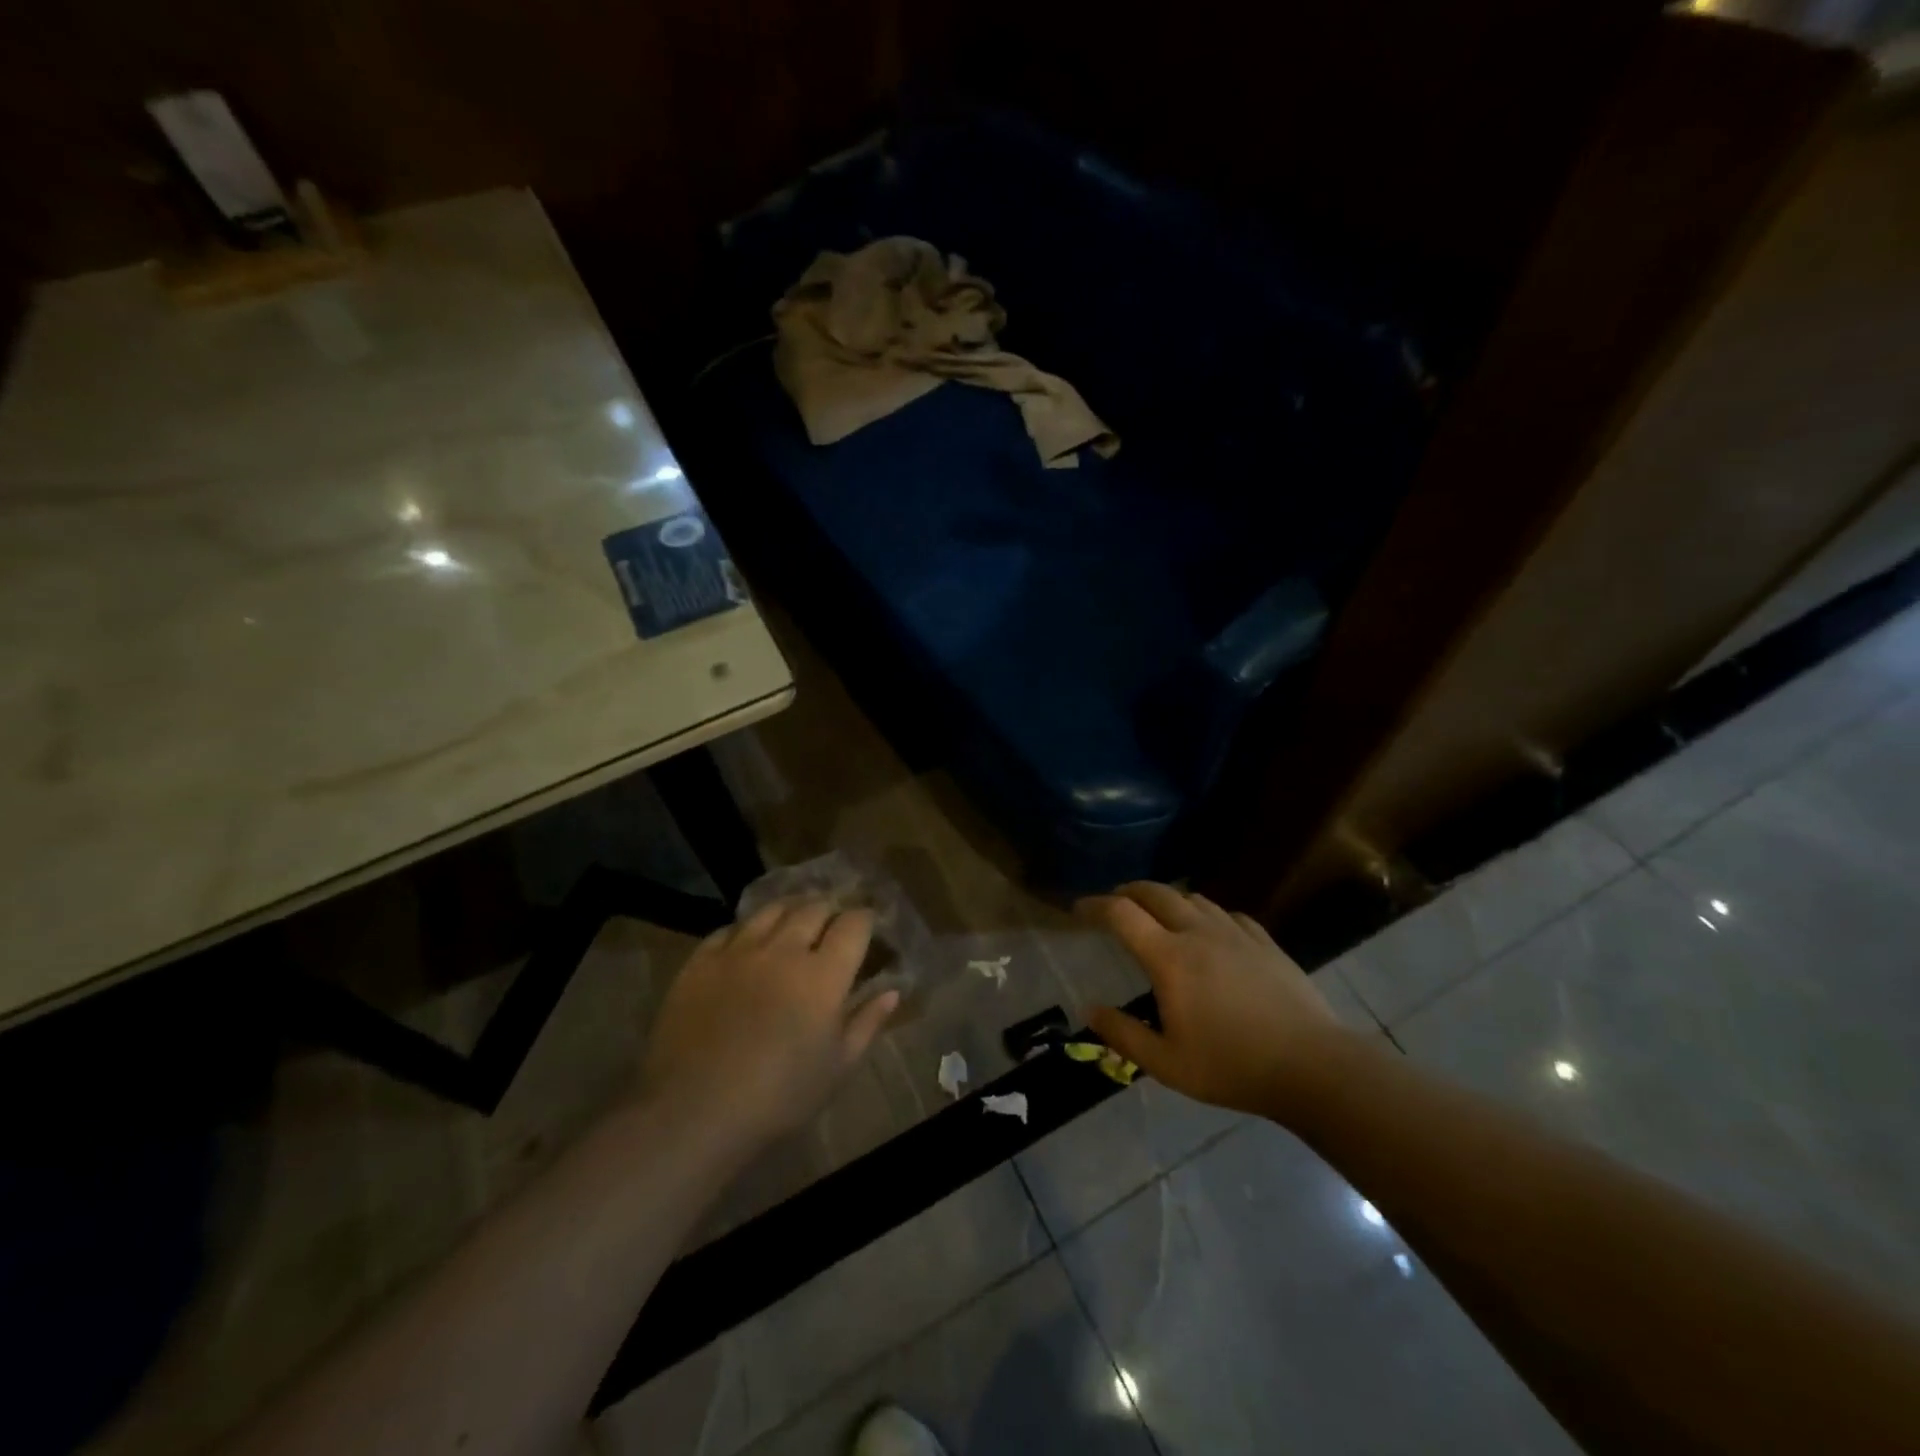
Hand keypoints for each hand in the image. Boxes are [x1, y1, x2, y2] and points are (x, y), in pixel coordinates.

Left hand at [639, 896, 899, 1149]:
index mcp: (824, 974)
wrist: (694, 1111)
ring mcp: (739, 950)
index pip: (854, 923)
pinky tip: (749, 939)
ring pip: (772, 909)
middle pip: (814, 907)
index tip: (868, 924)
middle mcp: (784, 949)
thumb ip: (867, 1023)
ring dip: (791, 908)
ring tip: (796, 916)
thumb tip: (892, 991)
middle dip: (830, 907)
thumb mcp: (838, 1068)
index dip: (865, 918)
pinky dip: (748, 928)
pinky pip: (730, 928)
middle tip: (834, 919)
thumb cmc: (779, 1096)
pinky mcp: (702, 960)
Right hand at [1081, 882, 1360, 1121]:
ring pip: (1192, 898)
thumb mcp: (1167, 1064)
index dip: (1095, 905)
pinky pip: (1226, 913)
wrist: (1313, 1067)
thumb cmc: (1232, 1067)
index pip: (1121, 914)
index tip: (1078, 909)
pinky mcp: (1264, 941)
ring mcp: (1235, 933)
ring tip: (1158, 914)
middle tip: (1114, 902)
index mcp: (1169, 958)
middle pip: (1155, 892)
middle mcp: (1198, 932)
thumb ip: (1123, 1035)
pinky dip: (1206, 913)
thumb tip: (1090, 1010)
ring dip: (1167, 899)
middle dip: (1128, 891)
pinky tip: (1210, 930)